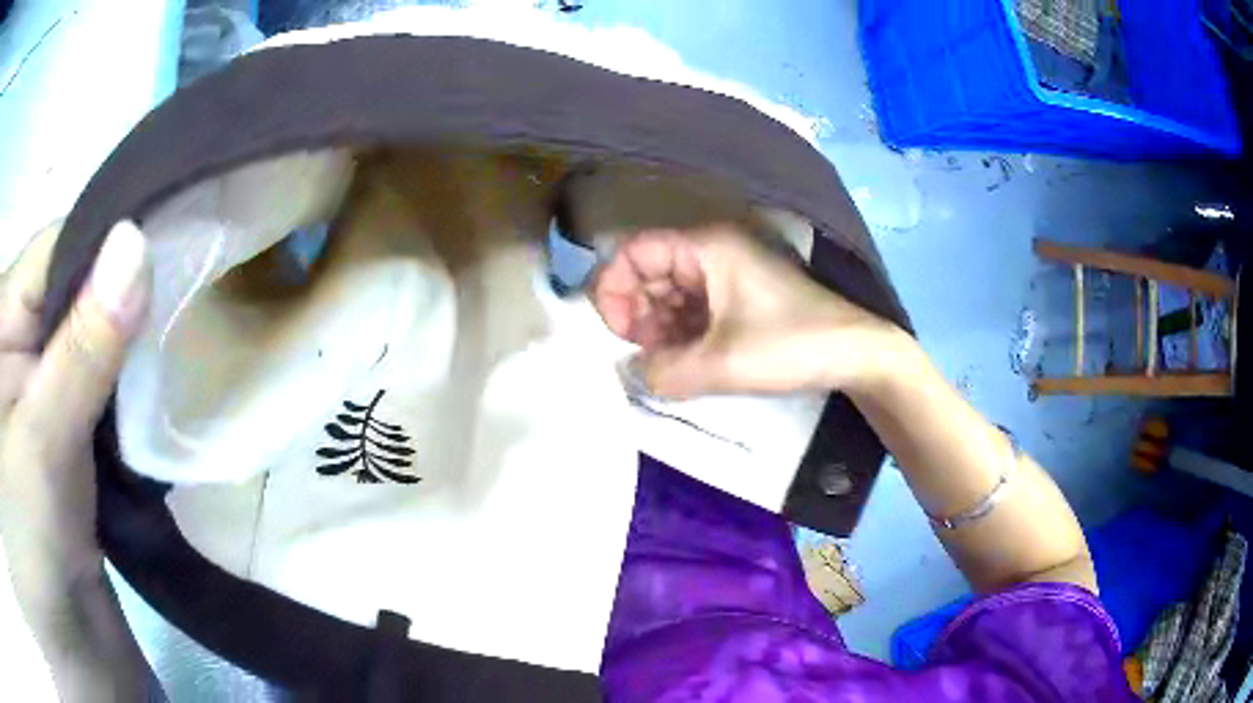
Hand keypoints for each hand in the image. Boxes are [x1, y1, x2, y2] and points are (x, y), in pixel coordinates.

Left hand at [0, 220, 148, 608]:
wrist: (69, 638)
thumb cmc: (34, 546)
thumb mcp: (43, 447)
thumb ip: (80, 349)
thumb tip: (137, 242)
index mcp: (1, 320)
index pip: (56, 247)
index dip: (108, 247)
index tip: (169, 254)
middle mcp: (14, 334)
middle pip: (73, 283)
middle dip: (120, 299)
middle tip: (175, 309)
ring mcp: (36, 377)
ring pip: (90, 329)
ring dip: (126, 345)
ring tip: (166, 354)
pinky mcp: (59, 416)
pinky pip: (98, 374)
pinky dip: (125, 381)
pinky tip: (148, 391)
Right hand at [591, 224, 909, 398]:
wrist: (856, 353)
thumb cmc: (791, 344)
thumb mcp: (721, 363)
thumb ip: (663, 371)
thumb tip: (633, 373)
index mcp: (705, 247)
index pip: (633, 251)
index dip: (613, 289)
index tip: (619, 334)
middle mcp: (712, 251)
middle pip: (648, 271)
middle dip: (637, 313)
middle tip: (646, 354)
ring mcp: (726, 273)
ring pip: (669, 293)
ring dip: (659, 328)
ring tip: (667, 363)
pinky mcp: (738, 296)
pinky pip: (693, 308)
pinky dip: (681, 332)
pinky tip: (686, 360)